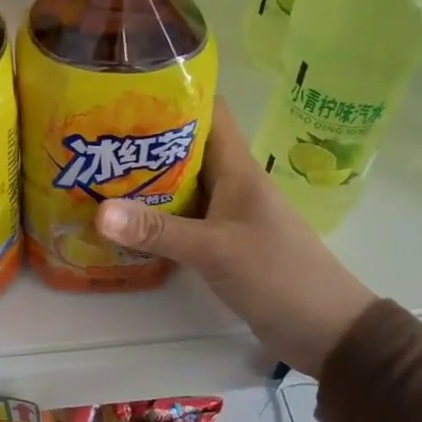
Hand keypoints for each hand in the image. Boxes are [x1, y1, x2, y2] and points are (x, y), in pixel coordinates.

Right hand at [94, 101, 374, 376]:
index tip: (126, 90)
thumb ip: (157, 230)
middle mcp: (229, 183)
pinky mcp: (220, 242)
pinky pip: (180, 218)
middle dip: (143, 138)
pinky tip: (121, 221)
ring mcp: (225, 214)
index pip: (209, 110)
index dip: (174, 93)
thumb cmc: (279, 276)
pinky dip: (154, 216)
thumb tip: (98, 212)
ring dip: (144, 179)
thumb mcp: (215, 250)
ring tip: (96, 172)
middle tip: (95, 135)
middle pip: (184, 146)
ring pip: (179, 183)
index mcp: (236, 168)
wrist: (326, 331)